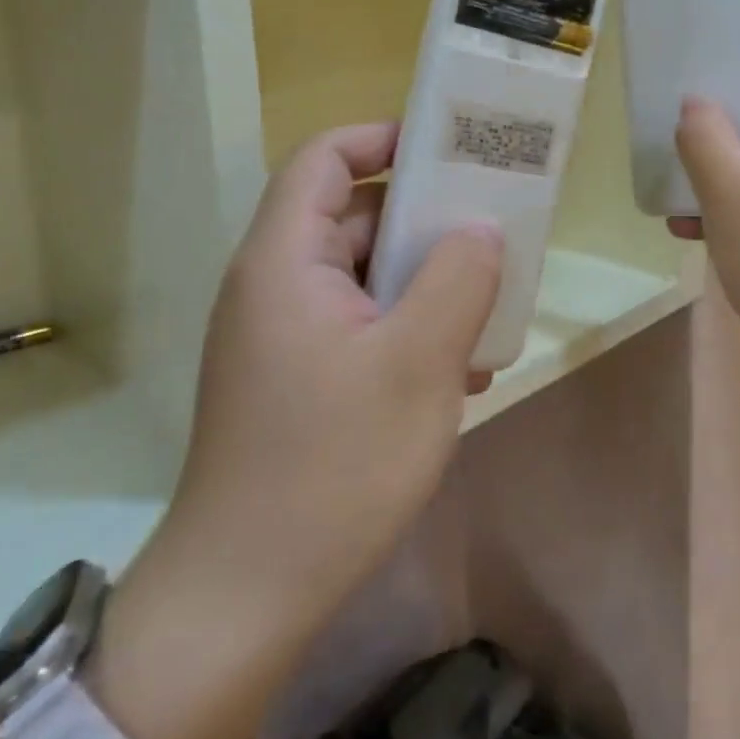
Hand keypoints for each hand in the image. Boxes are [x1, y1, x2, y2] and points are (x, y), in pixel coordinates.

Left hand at [93, 122, 502, 738]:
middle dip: (426, 220)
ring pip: (366, 277)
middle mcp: (276, 287)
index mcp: (284, 262)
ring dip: (427, 283)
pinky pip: (362, 325)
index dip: (381, 138)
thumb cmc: (332, 467)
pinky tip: (462, 371)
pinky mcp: (300, 380)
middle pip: (353, 217)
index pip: (323, 159)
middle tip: (493, 232)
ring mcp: (286, 337)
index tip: (449, 151)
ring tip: (489, 309)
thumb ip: (457, 279)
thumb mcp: (417, 364)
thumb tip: (482, 228)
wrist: (246, 600)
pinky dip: (410, 328)